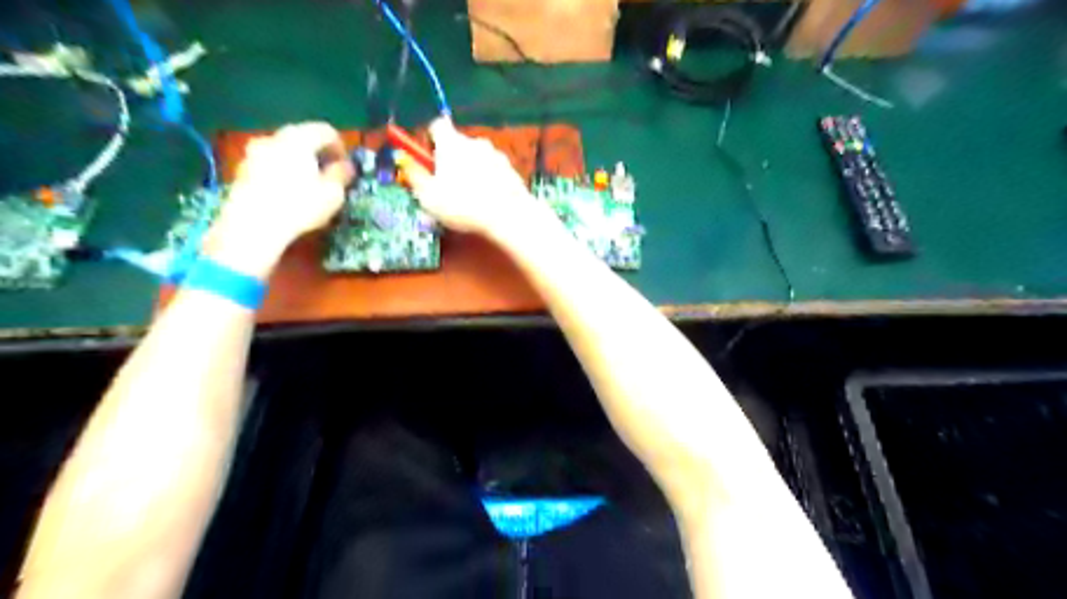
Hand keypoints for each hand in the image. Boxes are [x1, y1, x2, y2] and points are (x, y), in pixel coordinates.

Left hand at [199, 125, 349, 278]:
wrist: (253, 225)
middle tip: (328, 172)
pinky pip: (268, 163)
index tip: (346, 165)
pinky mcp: (241, 170)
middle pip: (301, 136)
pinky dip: (281, 171)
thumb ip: (341, 175)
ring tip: (307, 183)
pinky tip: (287, 192)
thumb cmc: (300, 205)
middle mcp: (274, 138)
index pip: (325, 131)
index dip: (340, 146)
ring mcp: (254, 153)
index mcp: (299, 139)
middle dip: (317, 152)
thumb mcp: (333, 193)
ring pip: (283, 150)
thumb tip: (345, 166)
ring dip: (297, 161)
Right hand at [404, 116, 544, 238]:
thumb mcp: (428, 196)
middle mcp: (475, 142)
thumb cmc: (463, 206)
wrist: (508, 216)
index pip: (436, 126)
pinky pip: (493, 172)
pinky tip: (485, 202)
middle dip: (449, 161)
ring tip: (467, 199)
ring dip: (469, 172)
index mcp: (452, 143)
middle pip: (457, 144)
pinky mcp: (511, 170)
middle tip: (444, 186)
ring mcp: (496, 155)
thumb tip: (405, 162)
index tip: (426, 160)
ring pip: (476, 159)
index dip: (429, 141)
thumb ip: (414, 175)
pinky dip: (487, 182)